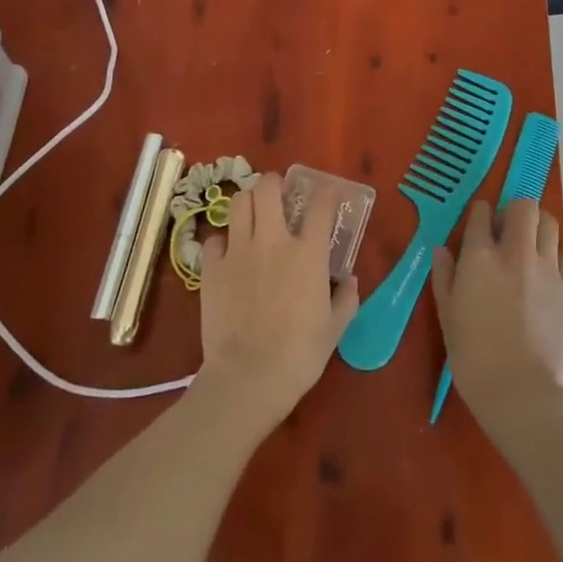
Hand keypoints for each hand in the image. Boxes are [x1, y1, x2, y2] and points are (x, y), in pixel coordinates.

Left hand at [196, 171, 358, 433]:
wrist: (248, 378)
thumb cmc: (300, 354)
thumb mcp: (335, 328)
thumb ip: (346, 298)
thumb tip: (350, 281)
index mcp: (308, 252)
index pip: (321, 204)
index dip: (327, 192)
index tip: (329, 194)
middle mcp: (273, 240)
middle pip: (268, 188)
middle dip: (274, 184)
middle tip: (278, 196)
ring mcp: (239, 251)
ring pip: (239, 203)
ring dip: (248, 203)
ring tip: (252, 215)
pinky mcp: (212, 269)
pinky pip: (214, 239)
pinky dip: (222, 241)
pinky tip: (228, 254)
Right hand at [430, 200, 562, 430]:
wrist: (519, 392)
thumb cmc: (472, 356)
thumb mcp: (446, 314)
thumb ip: (444, 275)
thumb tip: (441, 249)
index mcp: (480, 256)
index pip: (482, 212)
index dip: (480, 213)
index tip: (479, 222)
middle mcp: (516, 253)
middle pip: (524, 206)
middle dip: (514, 211)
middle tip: (507, 230)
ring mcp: (547, 269)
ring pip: (549, 223)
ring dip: (537, 227)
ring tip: (529, 245)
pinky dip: (553, 258)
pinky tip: (544, 276)